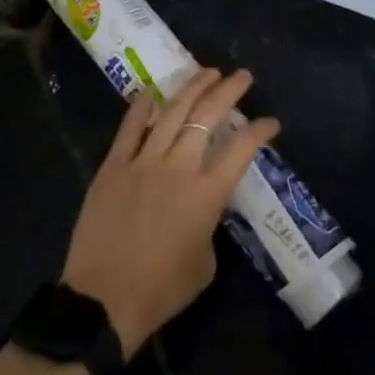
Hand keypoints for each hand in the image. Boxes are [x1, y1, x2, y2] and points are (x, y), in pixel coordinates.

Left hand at [62, 68, 278, 356]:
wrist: (102, 303)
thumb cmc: (161, 290)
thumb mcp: (205, 262)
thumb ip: (210, 224)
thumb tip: (204, 206)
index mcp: (207, 193)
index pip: (242, 148)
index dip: (261, 130)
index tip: (272, 122)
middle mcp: (179, 167)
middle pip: (209, 115)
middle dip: (230, 90)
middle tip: (243, 76)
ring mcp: (143, 162)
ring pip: (173, 111)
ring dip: (194, 87)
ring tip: (208, 72)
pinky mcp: (113, 166)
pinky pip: (130, 127)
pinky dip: (142, 105)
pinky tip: (152, 89)